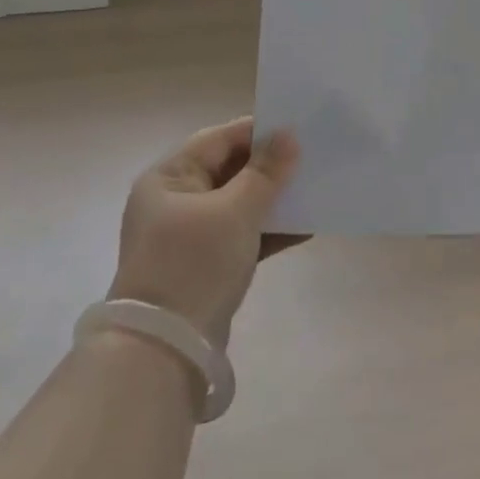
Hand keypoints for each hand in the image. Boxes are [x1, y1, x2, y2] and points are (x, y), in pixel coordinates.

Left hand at [107, 117, 302, 347]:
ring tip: (314, 190)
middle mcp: (175, 200)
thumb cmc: (194, 264)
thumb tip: (289, 135)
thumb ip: (265, 172)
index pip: (218, 139)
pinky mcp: (204, 266)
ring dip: (273, 199)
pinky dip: (269, 231)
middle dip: (270, 166)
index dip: (258, 131)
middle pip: (229, 170)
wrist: (165, 350)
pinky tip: (305, 228)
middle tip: (312, 157)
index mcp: (169, 177)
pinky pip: (241, 235)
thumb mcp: (234, 212)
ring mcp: (189, 236)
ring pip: (238, 204)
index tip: (298, 128)